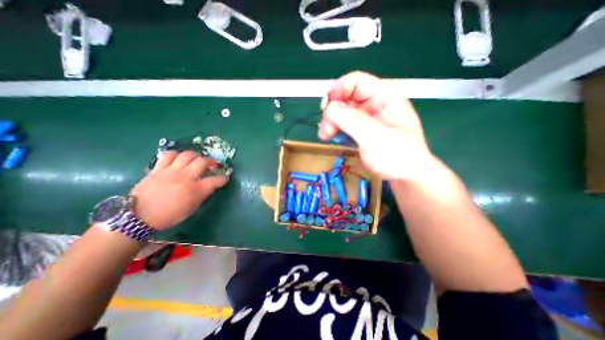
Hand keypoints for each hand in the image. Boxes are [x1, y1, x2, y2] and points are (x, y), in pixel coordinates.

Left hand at [131, 151, 228, 231]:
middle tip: (213, 166)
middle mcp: (186, 177)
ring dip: (196, 156)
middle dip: (212, 162)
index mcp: (196, 189)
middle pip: (203, 161)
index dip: (223, 178)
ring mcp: (171, 171)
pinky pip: (169, 155)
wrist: (139, 216)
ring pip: (188, 154)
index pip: (216, 180)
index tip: (225, 178)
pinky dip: (177, 155)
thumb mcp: (192, 208)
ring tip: (197, 160)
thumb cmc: (169, 215)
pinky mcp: (158, 168)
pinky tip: (179, 159)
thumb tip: (211, 185)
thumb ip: (203, 194)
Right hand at [321, 70, 434, 180]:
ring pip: (341, 111)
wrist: (405, 175)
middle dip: (332, 111)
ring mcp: (367, 116)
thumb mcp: (377, 138)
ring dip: (330, 121)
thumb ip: (354, 122)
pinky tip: (330, 137)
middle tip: (326, 129)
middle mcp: (374, 103)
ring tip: (325, 135)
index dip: (338, 90)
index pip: (356, 81)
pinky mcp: (361, 128)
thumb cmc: (398, 156)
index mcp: (385, 96)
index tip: (325, 107)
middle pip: (345, 97)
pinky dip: (334, 128)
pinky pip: (343, 123)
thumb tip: (330, 108)